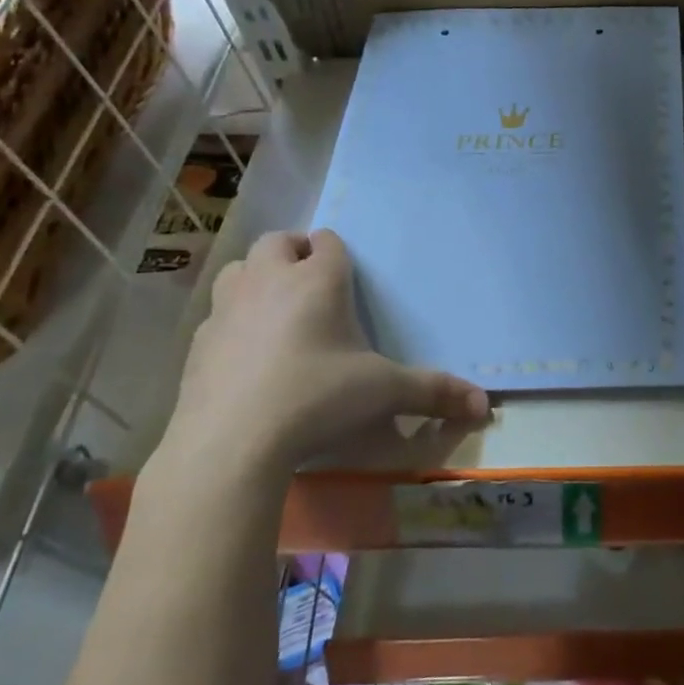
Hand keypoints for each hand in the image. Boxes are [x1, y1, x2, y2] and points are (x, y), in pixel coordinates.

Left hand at [158, 229, 489, 484]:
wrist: (230, 443)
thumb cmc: (316, 398)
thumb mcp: (385, 392)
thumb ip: (434, 392)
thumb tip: (484, 406)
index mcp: (317, 280)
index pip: (328, 241)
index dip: (337, 253)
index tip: (347, 279)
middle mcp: (269, 281)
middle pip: (277, 242)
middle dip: (294, 253)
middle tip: (312, 286)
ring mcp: (227, 309)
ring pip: (239, 269)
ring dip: (257, 278)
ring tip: (276, 310)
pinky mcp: (198, 343)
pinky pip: (217, 315)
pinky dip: (234, 322)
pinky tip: (248, 357)